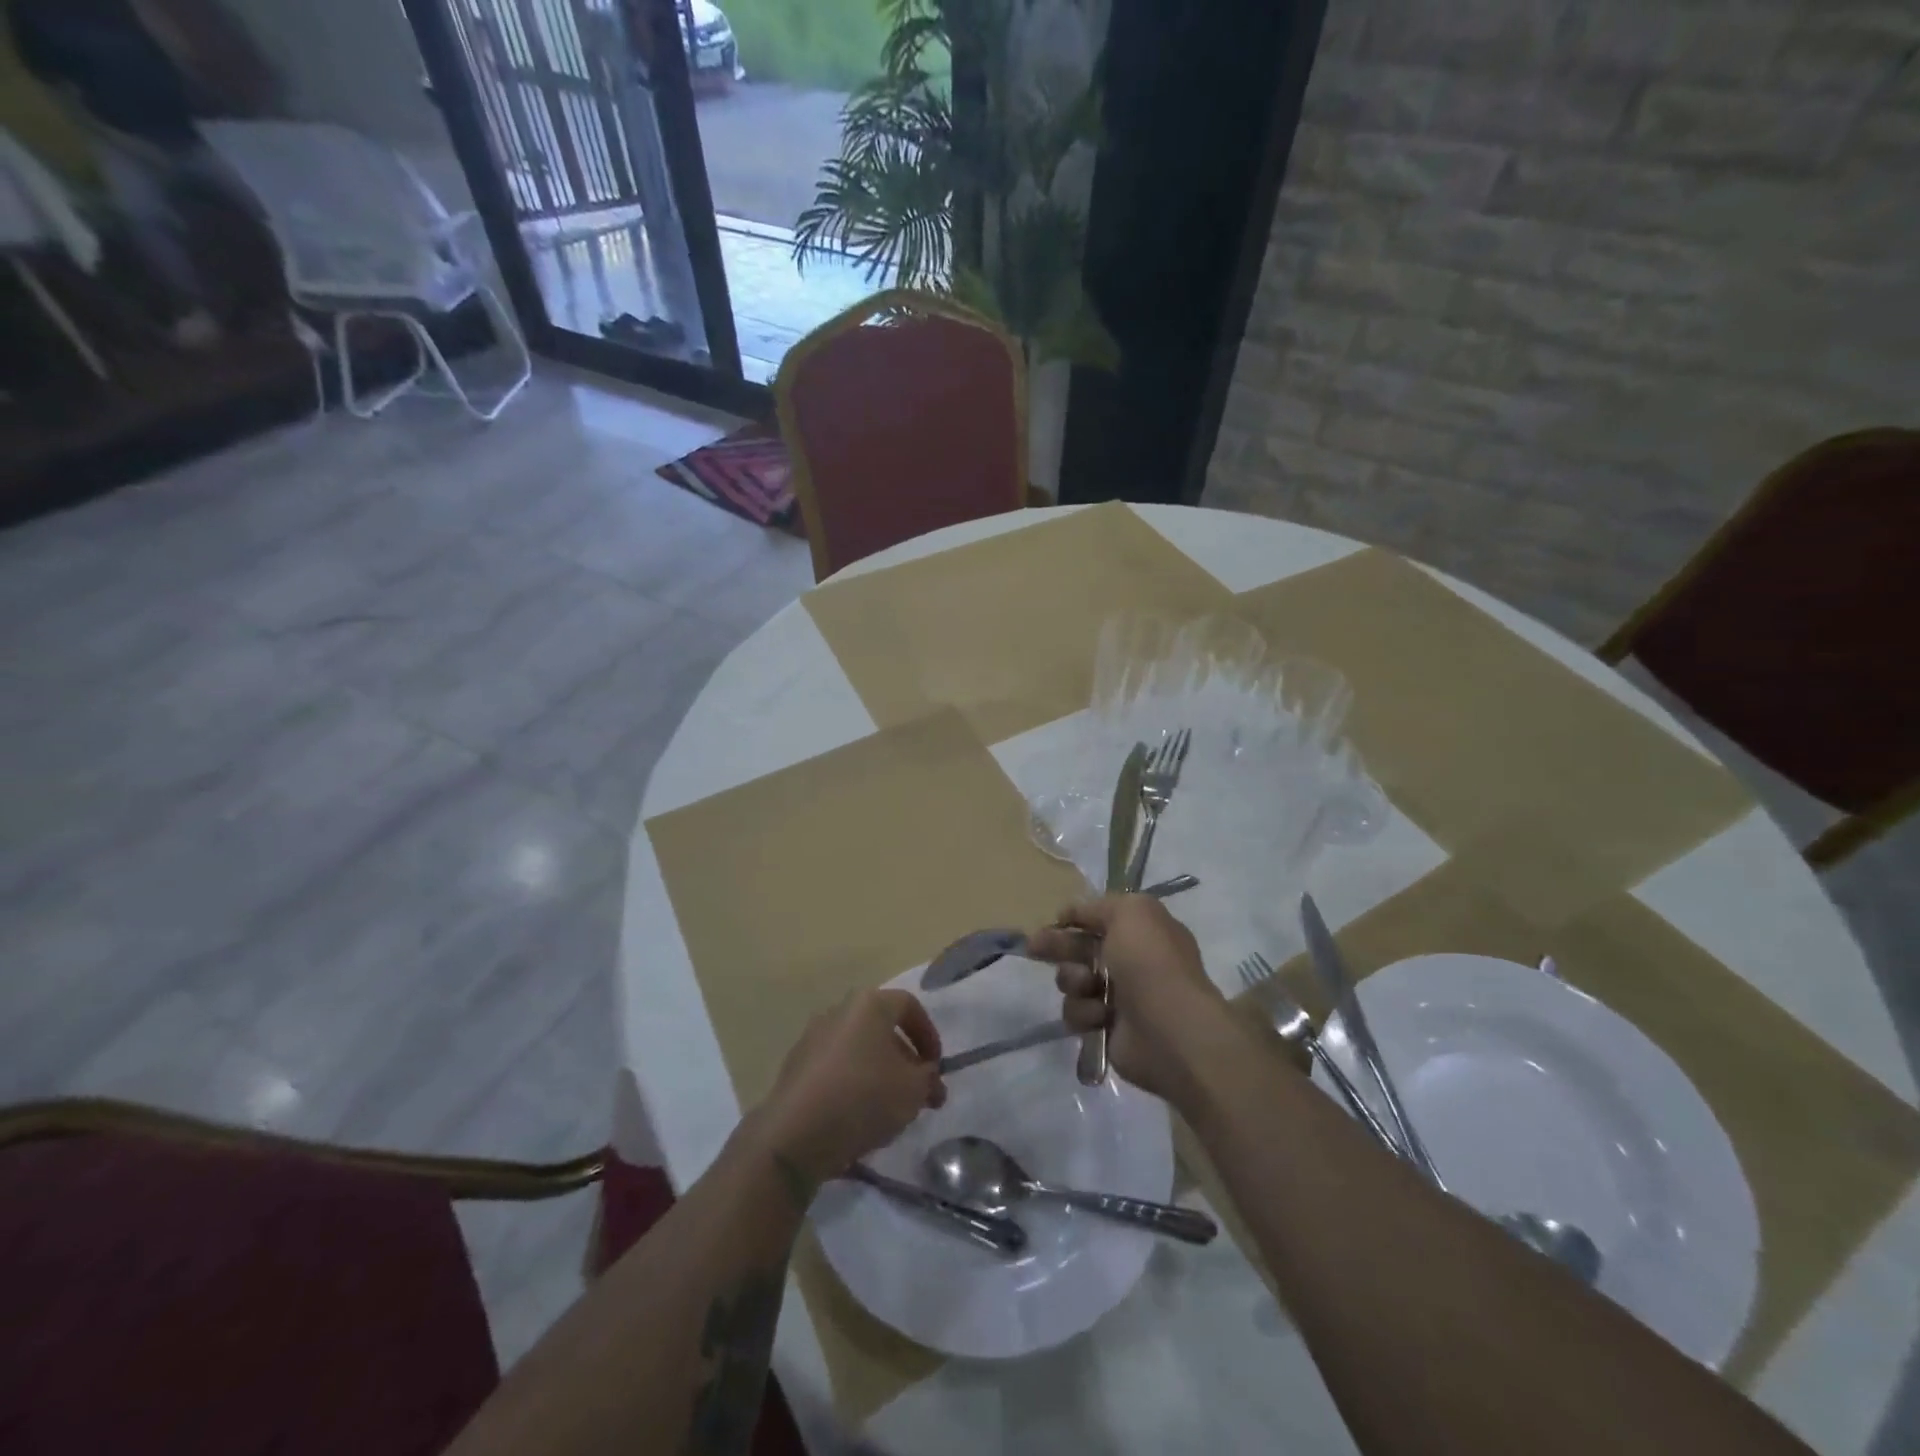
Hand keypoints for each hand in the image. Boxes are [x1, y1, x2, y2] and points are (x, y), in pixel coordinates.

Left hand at [750, 989, 946, 1185]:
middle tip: (919, 1094)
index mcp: (869, 1004)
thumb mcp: (913, 1090)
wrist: (795, 1134)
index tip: (936, 1068)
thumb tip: (927, 1076)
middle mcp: (839, 1011)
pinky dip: (853, 1083)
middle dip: (906, 1059)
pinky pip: (836, 1068)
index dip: (929, 1035)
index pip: (909, 1006)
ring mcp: (812, 1037)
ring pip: (859, 1049)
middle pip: (882, 1028)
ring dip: (880, 1073)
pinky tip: (859, 1116)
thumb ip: (928, 1078)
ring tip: (892, 1109)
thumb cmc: (863, 1098)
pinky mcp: (795, 1066)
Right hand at [1025, 895, 1230, 1101]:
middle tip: (1034, 947)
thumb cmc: (1151, 963)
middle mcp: (1132, 962)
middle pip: (1081, 948)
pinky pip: (1077, 1013)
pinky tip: (1100, 1016)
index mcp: (1142, 932)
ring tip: (1088, 986)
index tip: (1056, 919)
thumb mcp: (1131, 912)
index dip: (1076, 918)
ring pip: (1073, 981)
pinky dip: (1084, 1012)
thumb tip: (1073, 912)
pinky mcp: (1106, 1029)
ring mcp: (1119, 997)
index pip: (1101, 919)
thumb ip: (1099, 906)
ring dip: (1074, 980)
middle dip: (1057, 945)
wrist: (1170, 1029)